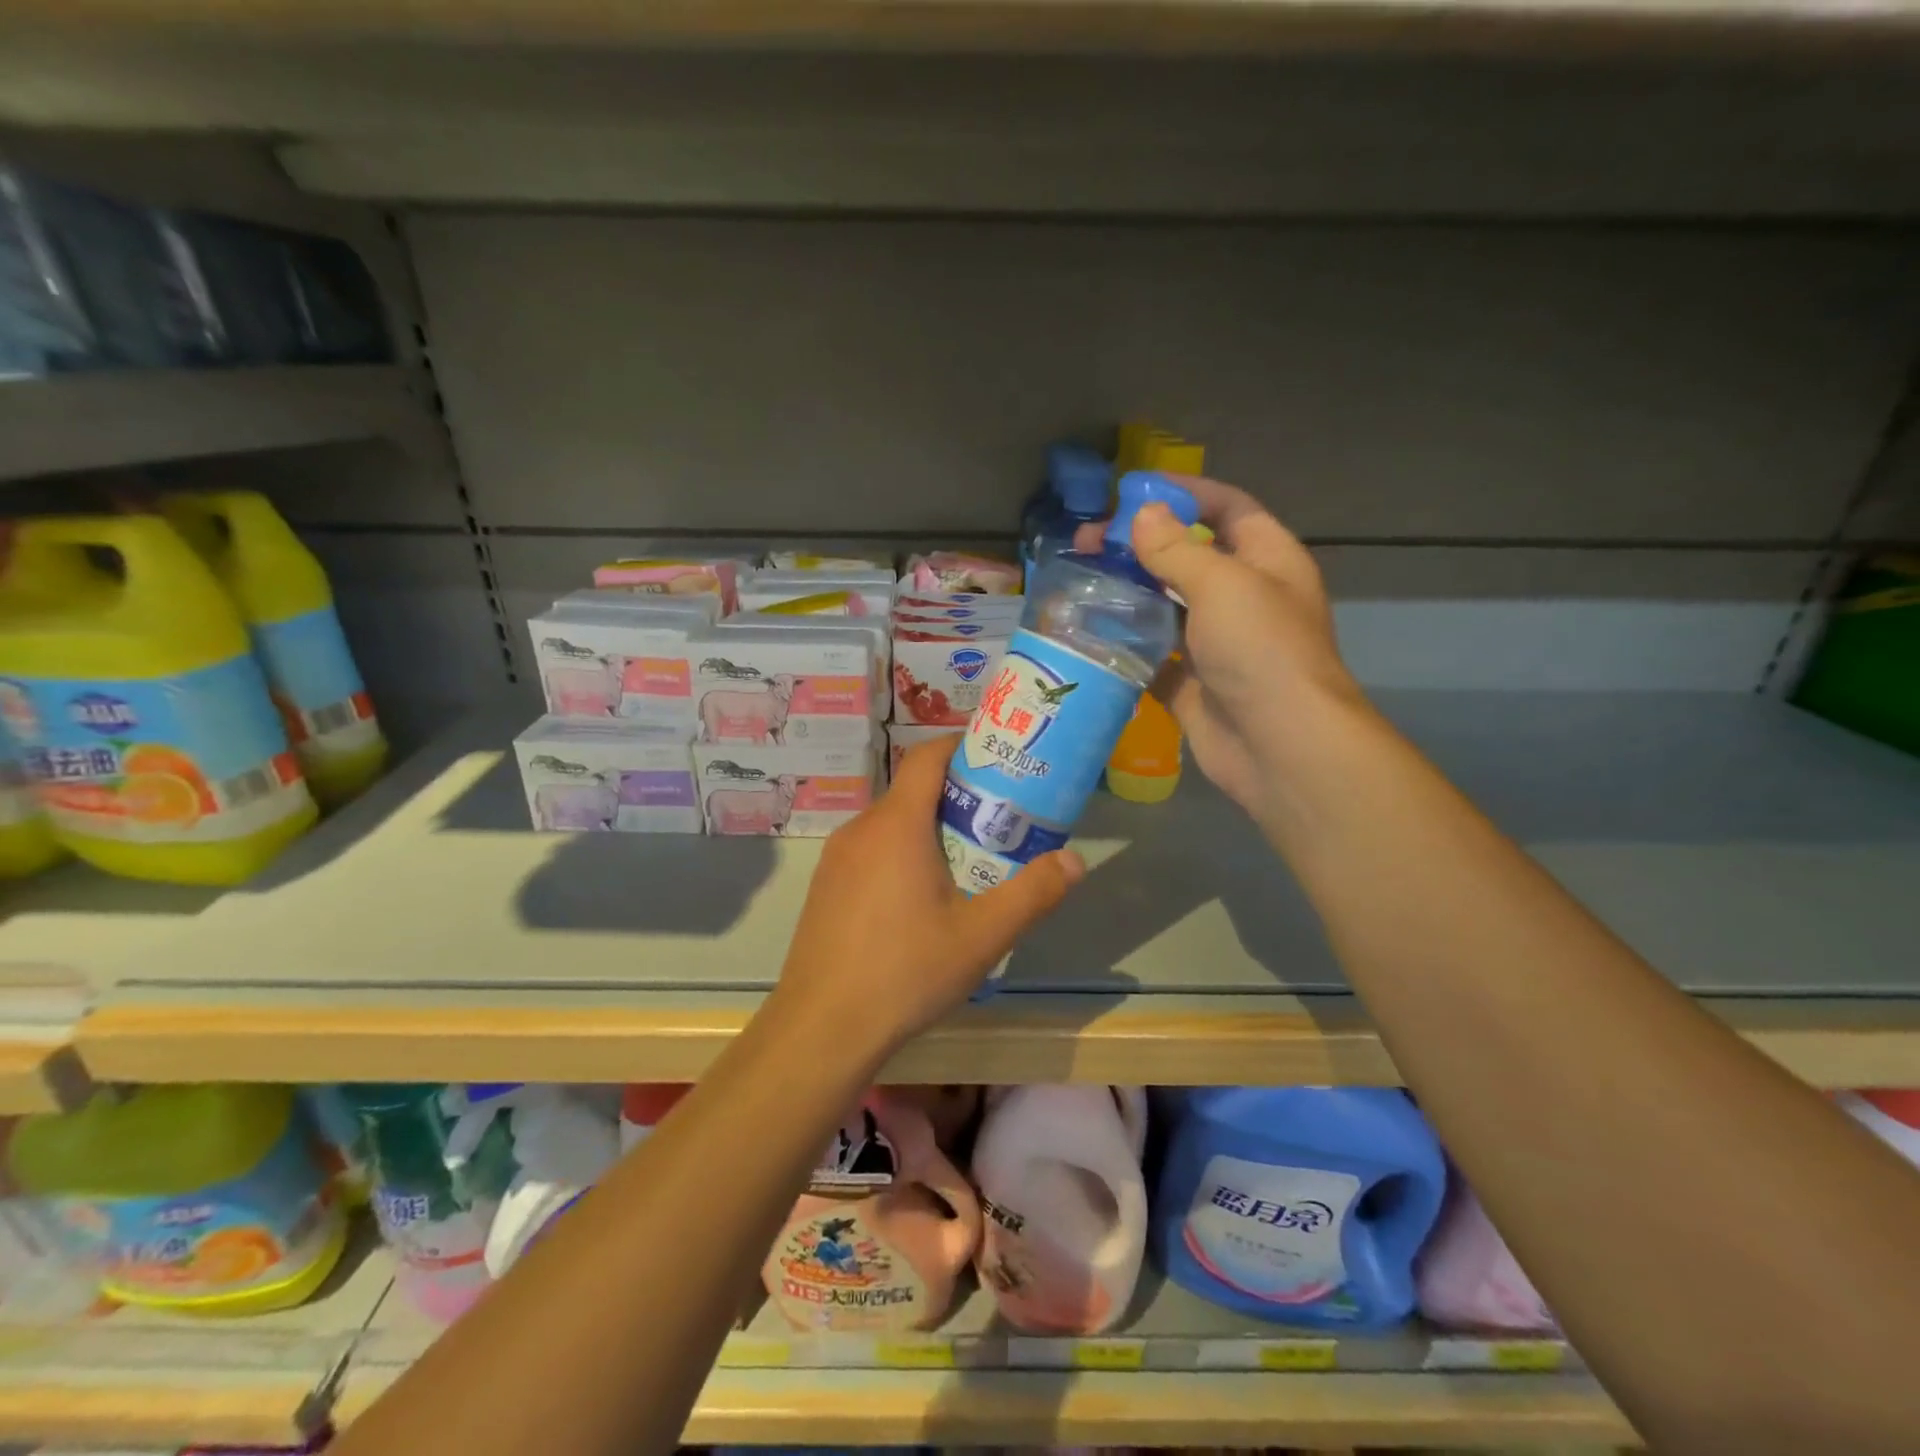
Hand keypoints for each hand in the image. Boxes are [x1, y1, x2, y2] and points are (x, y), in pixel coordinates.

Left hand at [769, 736, 1083, 1064]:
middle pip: (912, 792)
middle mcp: (861, 829)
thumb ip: (1033, 894)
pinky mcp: (825, 887)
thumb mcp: (982, 936)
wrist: (821, 1028)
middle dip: (956, 797)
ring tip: (966, 863)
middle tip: (997, 823)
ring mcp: (837, 859)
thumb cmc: (905, 972)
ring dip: (928, 830)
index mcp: (897, 824)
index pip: (927, 757)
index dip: (961, 747)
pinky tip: (919, 902)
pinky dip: (901, 855)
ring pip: (890, 825)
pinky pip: (870, 852)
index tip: (996, 762)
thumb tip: (1075, 860)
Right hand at [1075, 475, 1365, 827]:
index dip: (1186, 493)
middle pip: (1187, 558)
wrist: (1280, 747)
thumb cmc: (1261, 650)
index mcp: (1267, 561)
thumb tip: (1143, 515)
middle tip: (1088, 545)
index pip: (1228, 508)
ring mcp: (1216, 645)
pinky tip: (1087, 635)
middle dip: (1140, 547)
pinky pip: (1152, 657)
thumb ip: (1176, 549)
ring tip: (1079, 584)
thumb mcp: (1222, 584)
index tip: (1134, 491)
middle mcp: (1243, 598)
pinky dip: (1125, 647)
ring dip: (1127, 595)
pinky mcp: (1191, 685)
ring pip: (1165, 608)